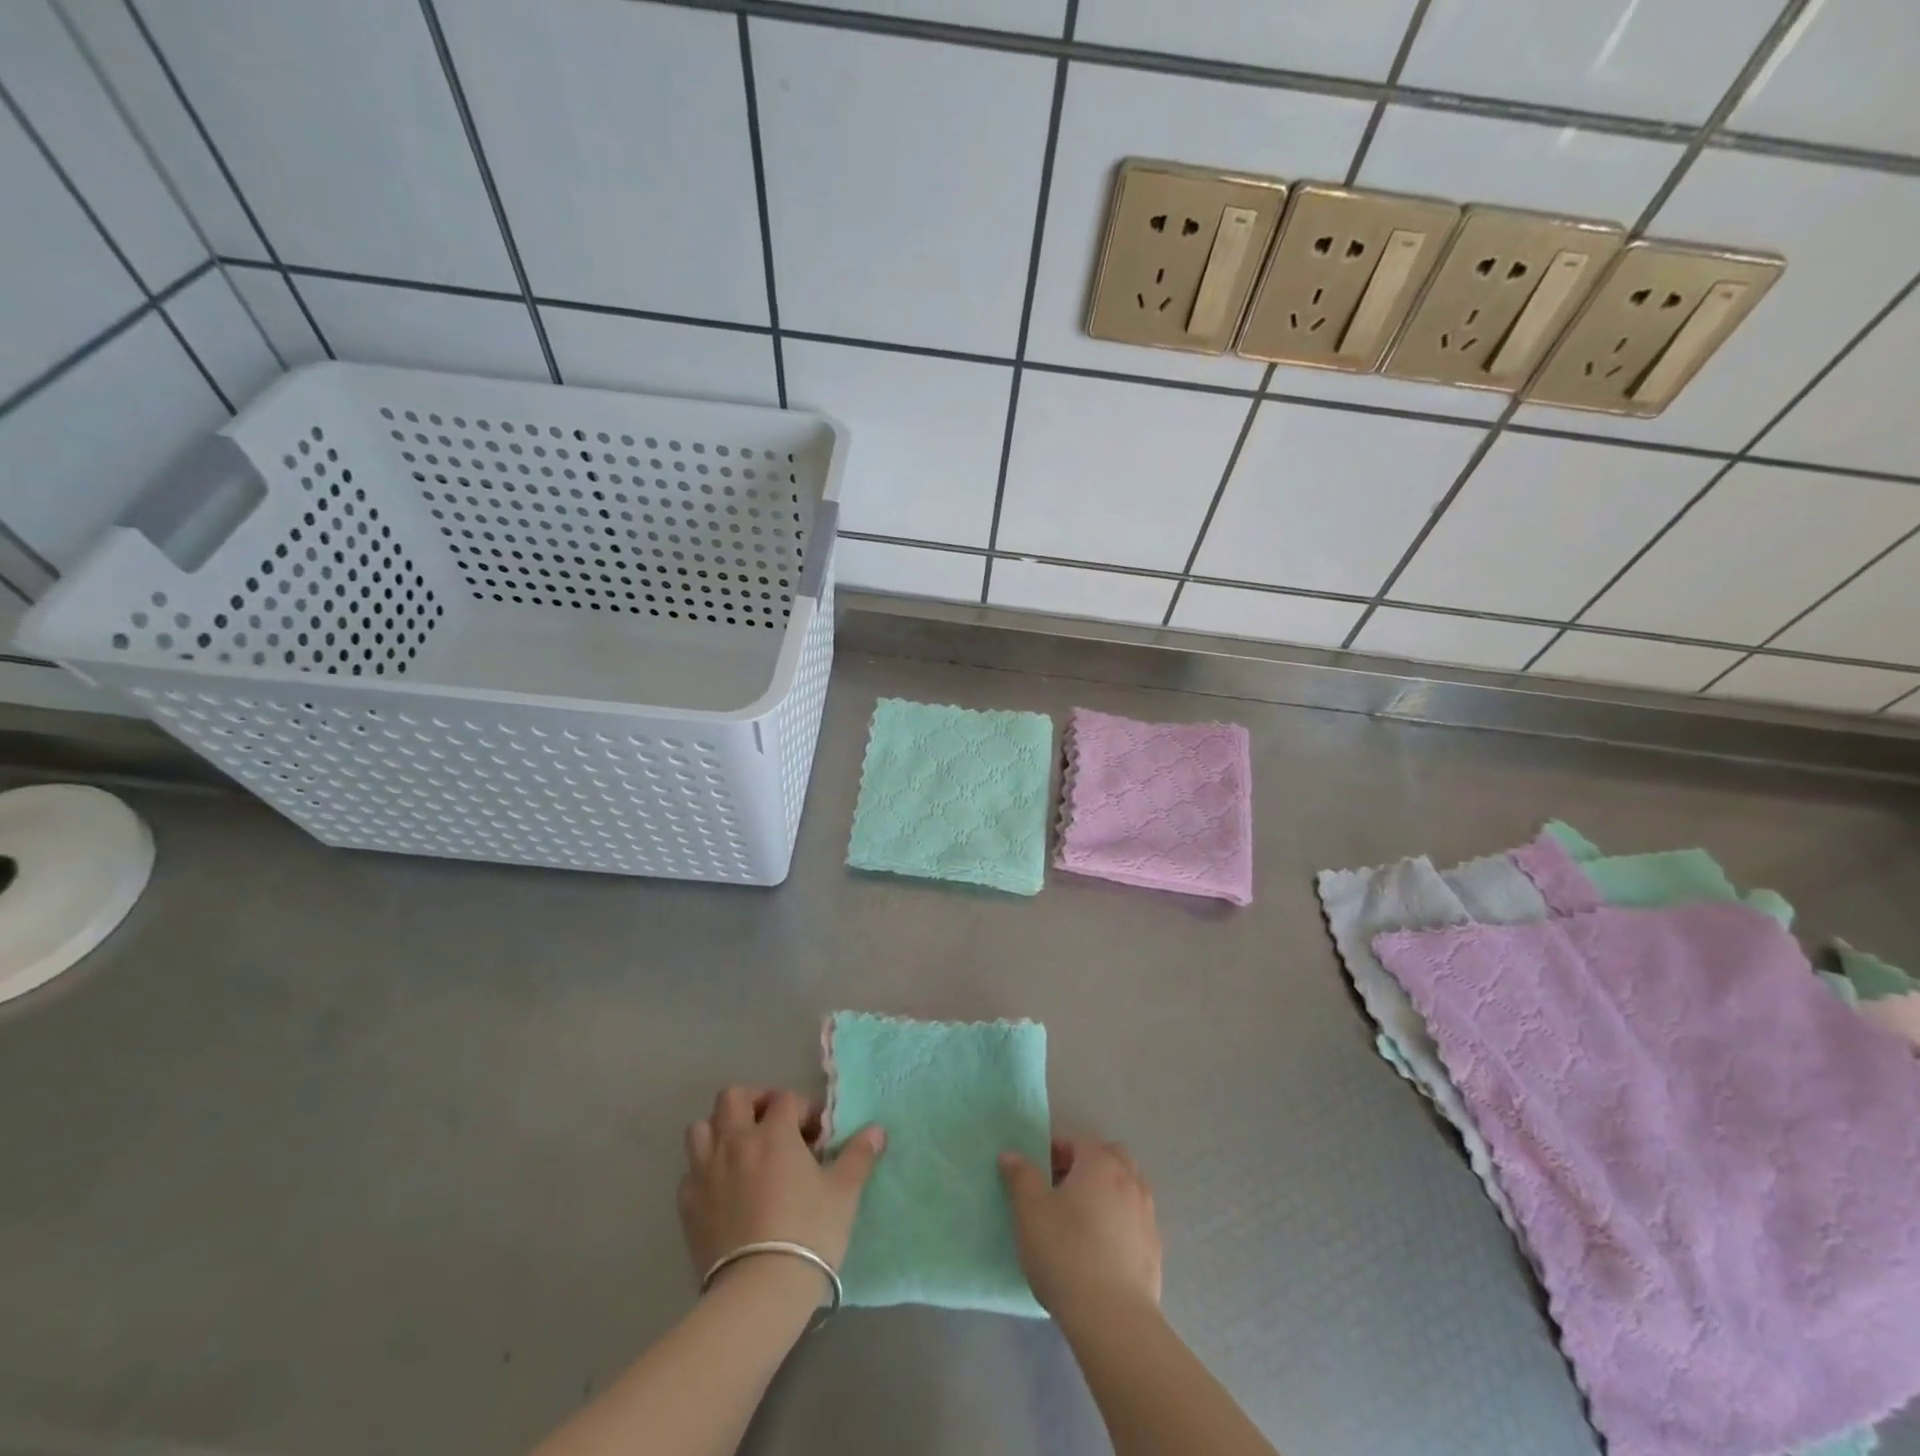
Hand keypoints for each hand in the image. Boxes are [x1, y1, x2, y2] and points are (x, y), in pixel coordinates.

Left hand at [678, 1087, 884, 1289]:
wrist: (758, 1293)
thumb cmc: (808, 1233)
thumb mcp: (844, 1192)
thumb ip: (858, 1155)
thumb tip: (877, 1130)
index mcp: (773, 1133)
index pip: (786, 1099)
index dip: (804, 1110)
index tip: (817, 1134)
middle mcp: (735, 1142)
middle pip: (733, 1098)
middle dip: (754, 1102)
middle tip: (773, 1124)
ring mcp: (705, 1172)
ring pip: (701, 1127)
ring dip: (721, 1130)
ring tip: (742, 1150)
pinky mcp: (687, 1205)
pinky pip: (690, 1171)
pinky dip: (705, 1169)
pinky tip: (723, 1188)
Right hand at [999, 1139, 1161, 1318]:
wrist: (1112, 1320)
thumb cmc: (1066, 1253)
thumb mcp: (1029, 1211)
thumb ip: (1020, 1176)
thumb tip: (1011, 1154)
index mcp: (1100, 1163)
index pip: (1078, 1142)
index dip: (1056, 1152)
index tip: (1038, 1175)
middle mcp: (1130, 1180)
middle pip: (1110, 1158)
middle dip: (1087, 1166)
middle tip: (1061, 1191)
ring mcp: (1147, 1215)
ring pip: (1127, 1188)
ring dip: (1106, 1194)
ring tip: (1081, 1221)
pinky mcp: (1155, 1250)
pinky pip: (1134, 1222)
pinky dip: (1119, 1224)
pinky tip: (1101, 1251)